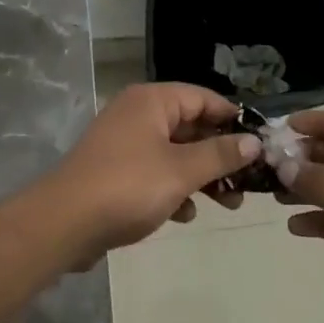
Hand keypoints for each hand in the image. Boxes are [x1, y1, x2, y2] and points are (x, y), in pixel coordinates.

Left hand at [41, 83, 261, 260]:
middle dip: (221, 154)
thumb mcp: (182, 170)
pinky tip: (186, 214)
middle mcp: (137, 114)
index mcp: (152, 101)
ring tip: (229, 204)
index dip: (234, 119)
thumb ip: (221, 155)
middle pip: (191, 126)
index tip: (260, 144)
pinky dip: (174, 188)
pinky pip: (155, 172)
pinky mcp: (115, 171)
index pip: (204, 98)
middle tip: (249, 181)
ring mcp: (123, 143)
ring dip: (202, 175)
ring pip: (175, 153)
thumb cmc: (128, 187)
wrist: (62, 224)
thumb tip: (254, 142)